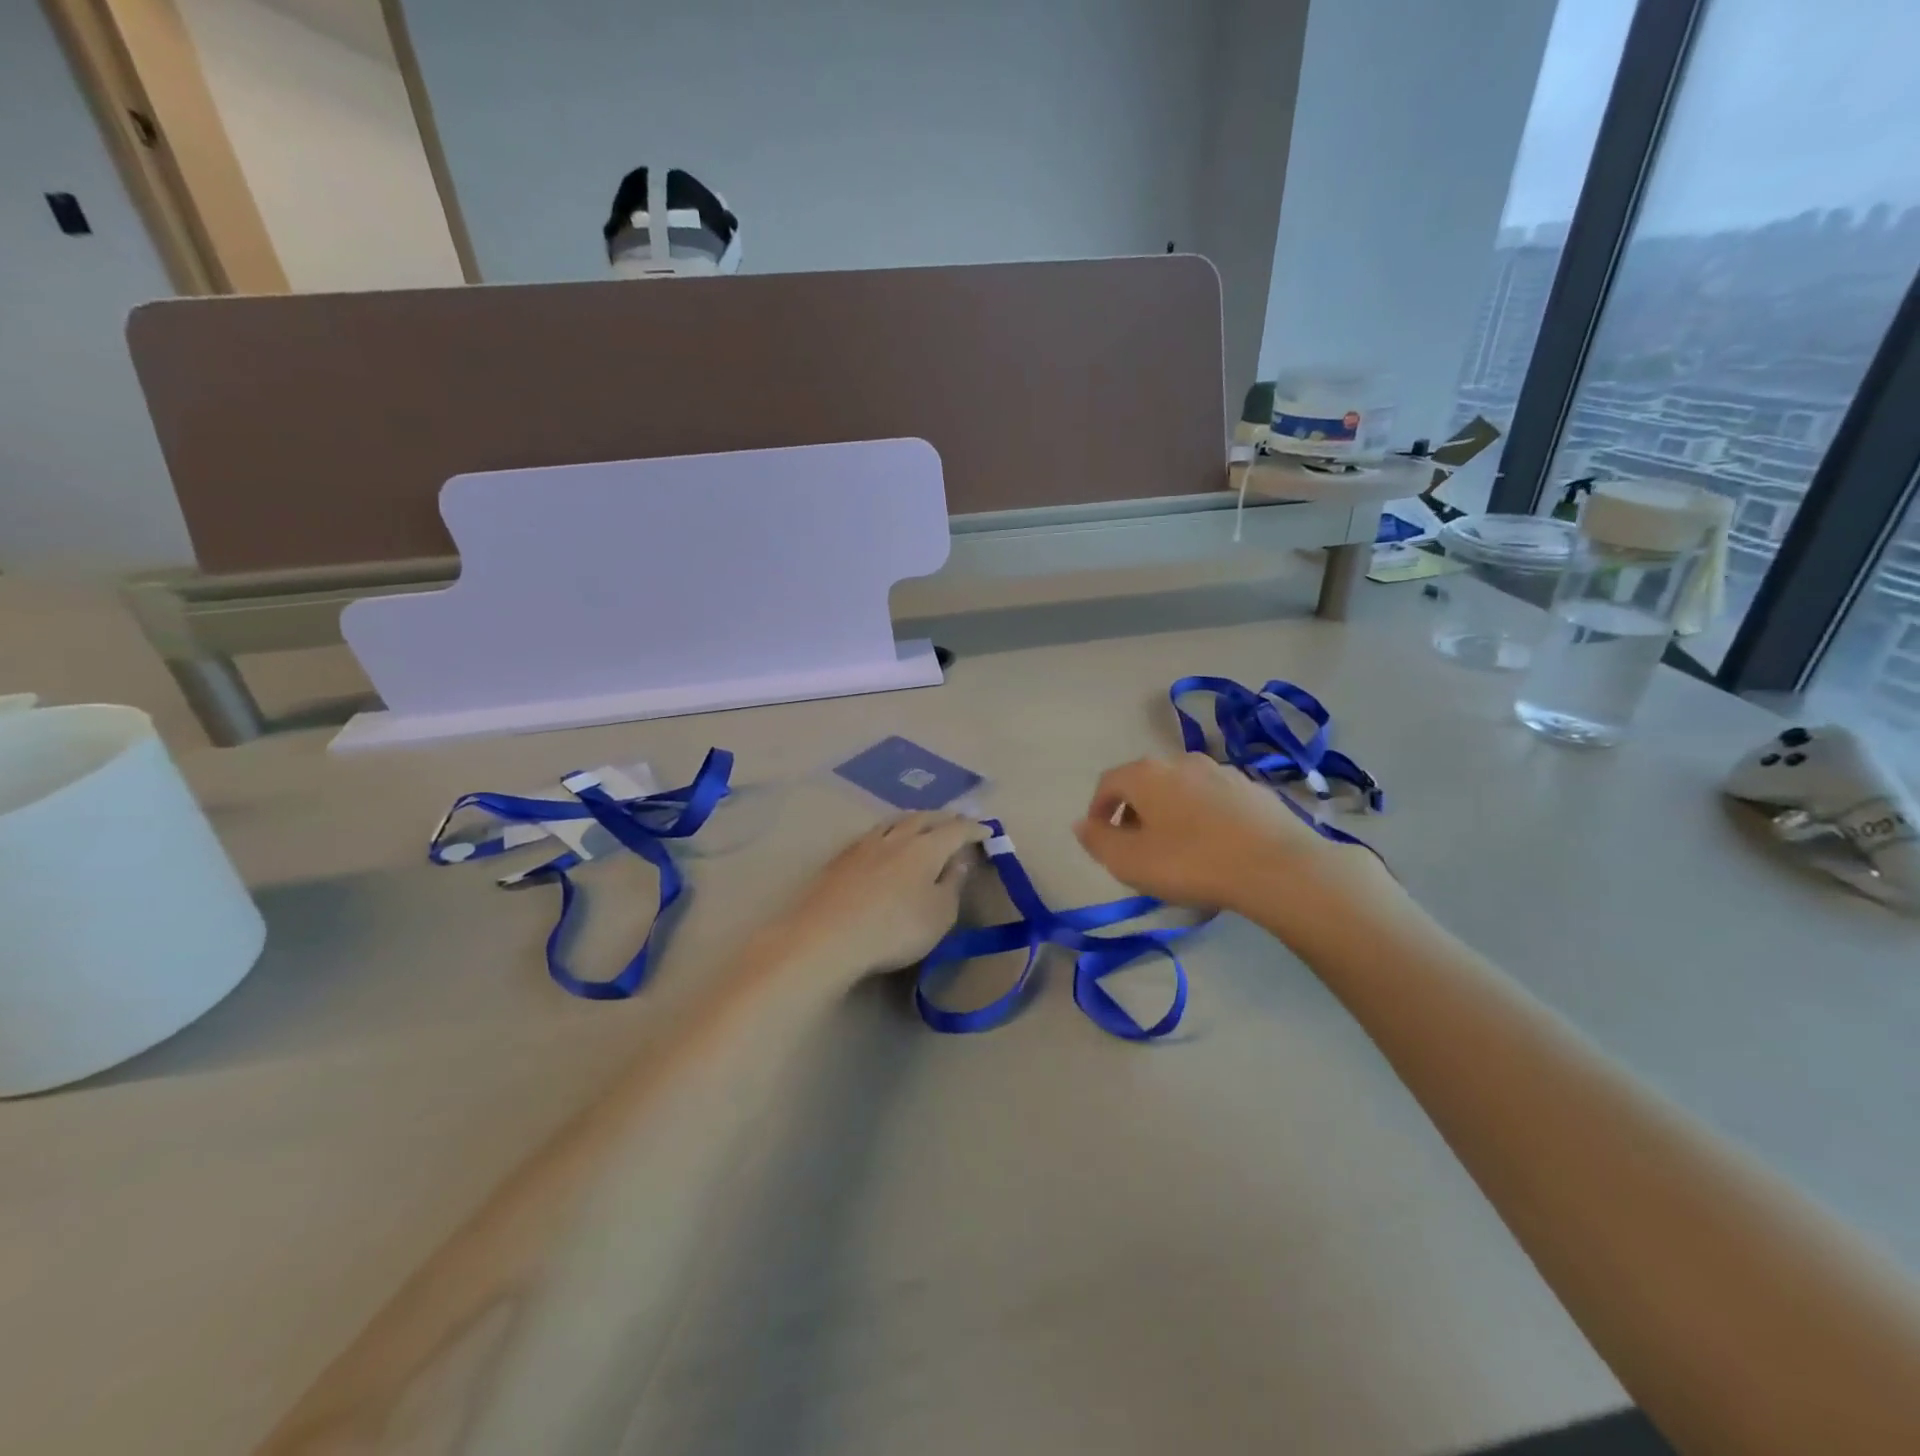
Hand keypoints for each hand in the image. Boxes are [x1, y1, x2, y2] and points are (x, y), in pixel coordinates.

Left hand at [777, 812, 987, 982]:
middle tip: (956, 820)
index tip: (986, 831)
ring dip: (913, 819)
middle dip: (944, 817)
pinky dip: (888, 832)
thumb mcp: (938, 915)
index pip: (956, 830)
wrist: (827, 936)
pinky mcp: (841, 858)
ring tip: (921, 822)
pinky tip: (883, 842)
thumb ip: (952, 885)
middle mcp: (896, 837)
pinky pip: (872, 834)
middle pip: (923, 818)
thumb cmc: (895, 929)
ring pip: (894, 821)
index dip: (973, 829)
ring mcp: (865, 845)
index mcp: (926, 848)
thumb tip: (959, 861)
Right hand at [1073, 754, 1385, 916]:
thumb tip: (1082, 824)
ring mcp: (1221, 771)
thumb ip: (1098, 841)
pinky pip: (1214, 799)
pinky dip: (1203, 816)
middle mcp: (1181, 761)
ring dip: (1170, 812)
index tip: (1100, 837)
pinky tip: (1213, 846)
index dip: (1098, 809)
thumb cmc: (1191, 863)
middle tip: (1136, 847)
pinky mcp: (1254, 788)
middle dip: (1134, 811)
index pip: (1108, 782)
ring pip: (1181, 789)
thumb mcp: (1130, 862)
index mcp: (1146, 774)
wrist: (1277, 867)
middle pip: (1145, 783)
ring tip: (1176, 848)